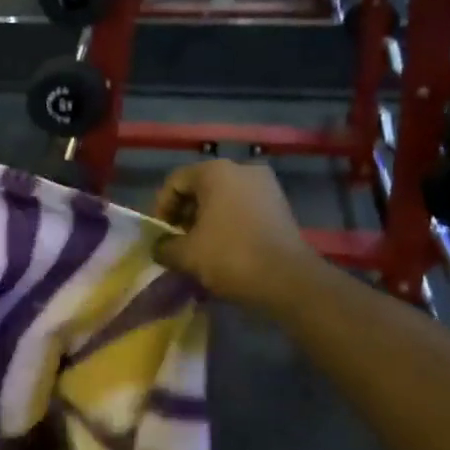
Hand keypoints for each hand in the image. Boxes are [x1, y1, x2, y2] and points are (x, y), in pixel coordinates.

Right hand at [151, 160, 316, 308]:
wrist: (289, 279)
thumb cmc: (230, 256)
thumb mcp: (186, 255)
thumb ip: (164, 247)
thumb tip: (160, 248)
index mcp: (216, 171)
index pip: (176, 182)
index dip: (162, 208)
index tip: (161, 235)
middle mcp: (242, 169)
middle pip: (200, 187)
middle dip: (185, 214)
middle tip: (178, 242)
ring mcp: (266, 186)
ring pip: (223, 198)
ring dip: (206, 220)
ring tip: (200, 248)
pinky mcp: (280, 205)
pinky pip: (243, 208)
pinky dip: (229, 224)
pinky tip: (224, 249)